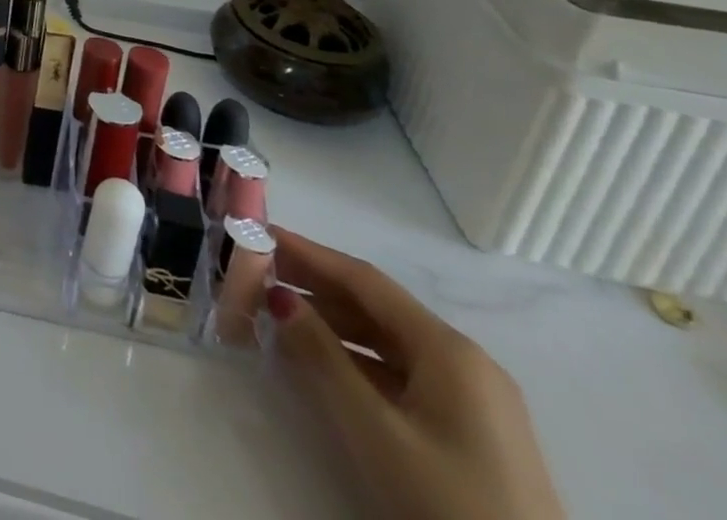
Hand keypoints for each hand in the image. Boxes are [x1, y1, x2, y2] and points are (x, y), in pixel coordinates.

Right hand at [267, 229, 564, 519]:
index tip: (257, 234)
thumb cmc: (448, 504)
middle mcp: (464, 361)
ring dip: (330, 322)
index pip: (364, 280)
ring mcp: (472, 399)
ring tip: (275, 314)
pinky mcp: (470, 431)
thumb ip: (321, 355)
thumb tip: (278, 295)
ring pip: (386, 339)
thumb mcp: (374, 429)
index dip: (308, 253)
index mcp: (449, 350)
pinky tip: (319, 362)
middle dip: (313, 285)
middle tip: (254, 272)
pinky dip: (355, 358)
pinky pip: (399, 372)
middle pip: (375, 306)